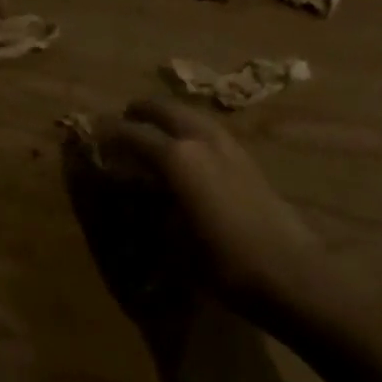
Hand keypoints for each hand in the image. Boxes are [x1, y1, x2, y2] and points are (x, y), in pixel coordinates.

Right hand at [97, 99, 327, 324]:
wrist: (288, 271)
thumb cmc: (223, 262)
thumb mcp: (173, 240)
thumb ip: (150, 206)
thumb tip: (134, 188)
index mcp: (178, 157)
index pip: (134, 135)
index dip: (111, 133)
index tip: (94, 133)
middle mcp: (201, 140)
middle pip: (165, 110)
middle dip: (142, 111)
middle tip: (125, 118)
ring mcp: (228, 145)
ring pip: (192, 114)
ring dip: (170, 114)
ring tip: (155, 125)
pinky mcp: (247, 157)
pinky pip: (210, 128)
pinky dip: (192, 126)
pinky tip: (190, 144)